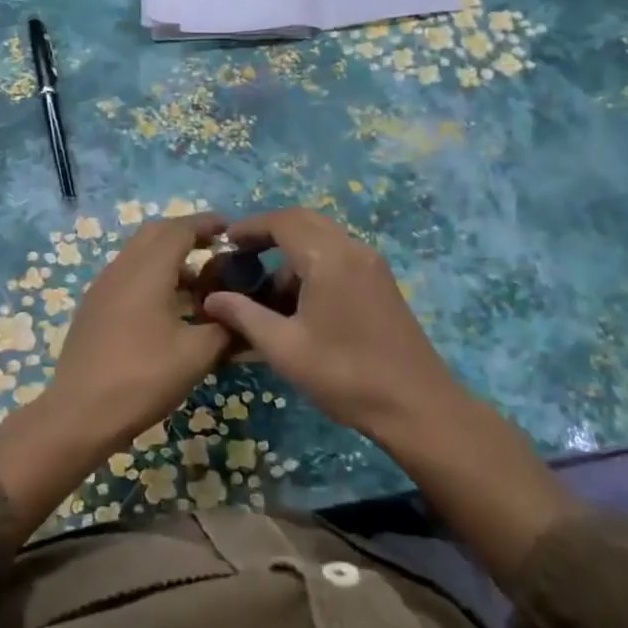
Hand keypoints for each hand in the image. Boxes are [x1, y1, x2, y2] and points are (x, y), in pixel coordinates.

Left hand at [0, 213, 230, 539]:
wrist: (80, 413)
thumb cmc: (143, 378)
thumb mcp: (196, 355)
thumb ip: (225, 328)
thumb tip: (243, 316)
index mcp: (147, 271)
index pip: (178, 230)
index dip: (205, 224)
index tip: (230, 228)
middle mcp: (121, 269)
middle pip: (154, 235)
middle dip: (185, 235)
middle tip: (214, 249)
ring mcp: (102, 288)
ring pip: (138, 256)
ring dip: (168, 259)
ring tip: (198, 284)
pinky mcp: (93, 308)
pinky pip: (127, 276)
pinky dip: (151, 277)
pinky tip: (168, 307)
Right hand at [201, 207, 464, 435]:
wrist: (416, 406)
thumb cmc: (345, 375)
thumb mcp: (284, 348)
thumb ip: (244, 316)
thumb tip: (211, 299)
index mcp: (329, 258)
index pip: (282, 221)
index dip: (249, 227)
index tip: (224, 242)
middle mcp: (353, 250)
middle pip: (304, 221)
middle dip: (269, 234)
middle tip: (240, 257)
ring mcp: (372, 265)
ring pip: (323, 240)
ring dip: (291, 255)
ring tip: (267, 294)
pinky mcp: (381, 283)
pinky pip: (339, 257)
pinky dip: (313, 266)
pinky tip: (299, 305)